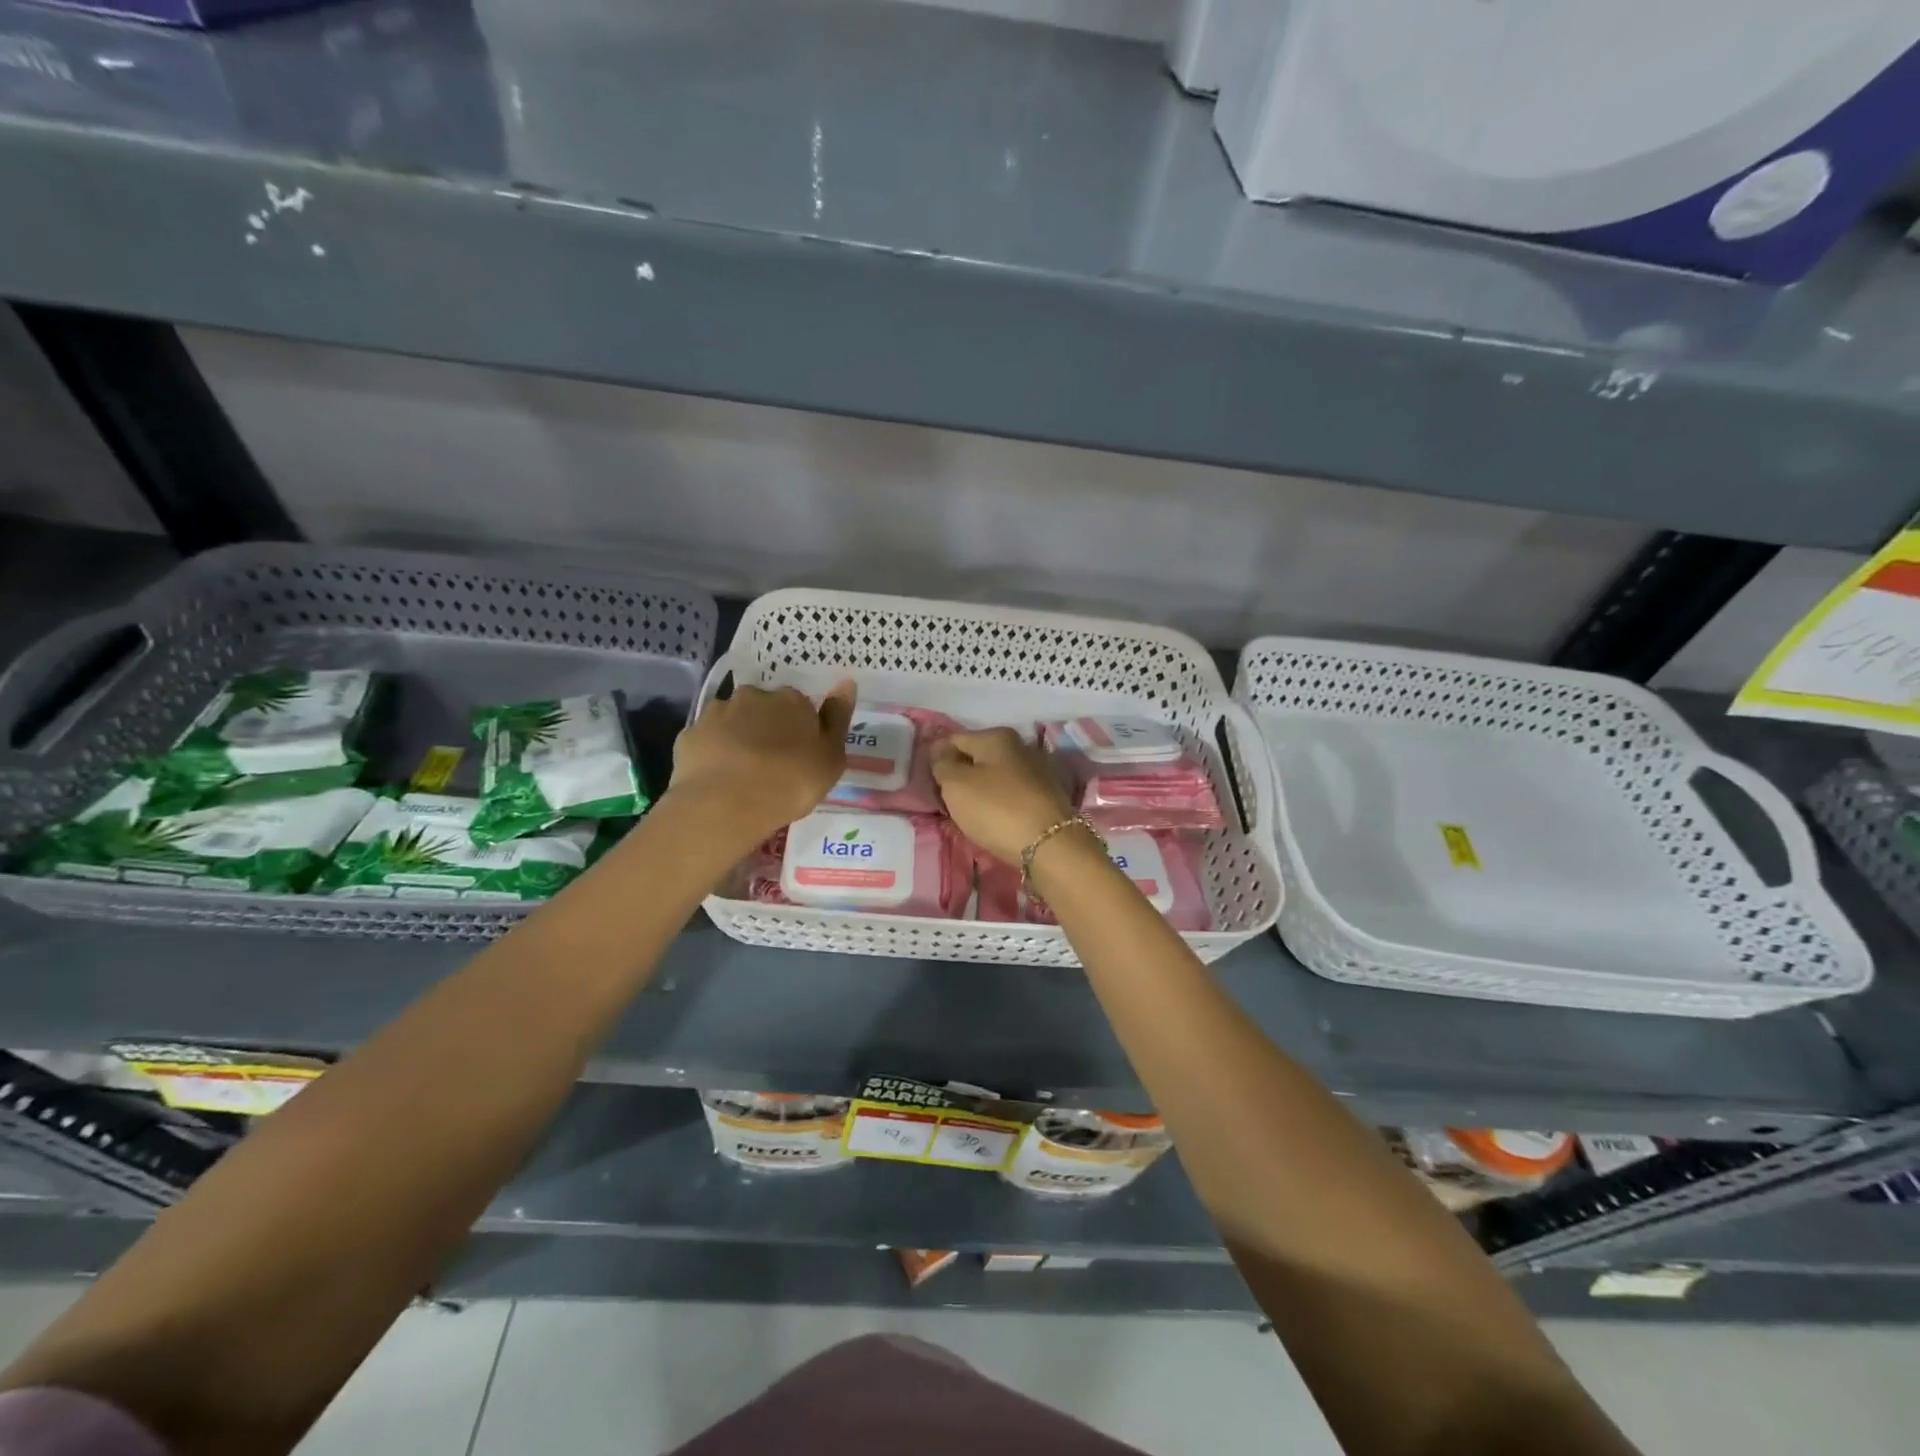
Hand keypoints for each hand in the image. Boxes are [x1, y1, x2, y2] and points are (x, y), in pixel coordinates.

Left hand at [668, 680, 855, 843]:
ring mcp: (717, 713)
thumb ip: (838, 719)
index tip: (800, 757)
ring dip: (739, 738)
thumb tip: (846, 682)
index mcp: (791, 700)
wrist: (725, 805)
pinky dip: (713, 753)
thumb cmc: (790, 783)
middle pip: (764, 709)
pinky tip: (718, 778)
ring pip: (733, 721)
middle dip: (767, 729)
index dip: (801, 731)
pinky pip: (707, 741)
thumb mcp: (831, 758)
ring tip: (742, 775)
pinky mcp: (690, 735)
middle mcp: (753, 696)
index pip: (800, 707)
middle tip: (772, 766)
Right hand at [931, 728, 1075, 864]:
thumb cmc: (996, 809)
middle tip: (948, 801)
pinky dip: (1001, 802)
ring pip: (997, 776)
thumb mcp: (956, 785)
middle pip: (978, 757)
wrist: (1050, 844)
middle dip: (962, 775)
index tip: (930, 784)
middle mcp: (1020, 745)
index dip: (938, 759)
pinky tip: (996, 819)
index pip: (954, 740)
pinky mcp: (1048, 794)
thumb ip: (942, 764)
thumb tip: (941, 751)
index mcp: (996, 736)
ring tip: (971, 814)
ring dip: (982, 790)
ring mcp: (1038, 770)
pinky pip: (1013, 794)